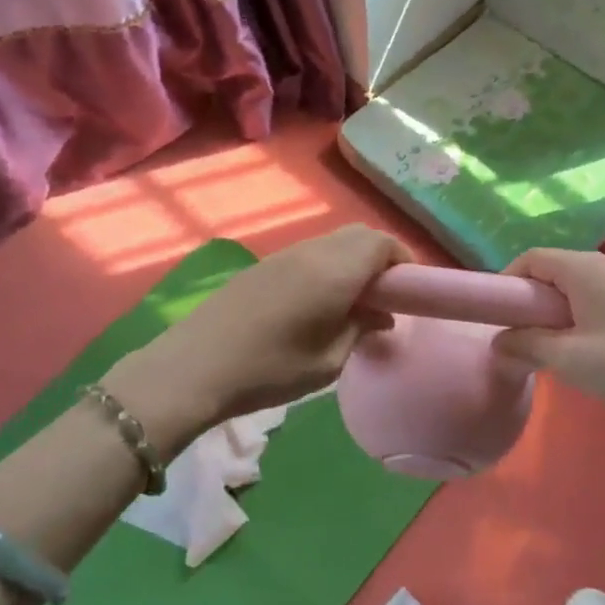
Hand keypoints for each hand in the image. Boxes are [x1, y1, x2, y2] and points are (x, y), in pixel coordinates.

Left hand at [106, 225, 409, 450]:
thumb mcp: (329, 361)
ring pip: (334, 242)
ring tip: (354, 303)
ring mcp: (285, 255)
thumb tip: (382, 315)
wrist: (195, 366)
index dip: (403, 261)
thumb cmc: (270, 369)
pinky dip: (328, 266)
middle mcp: (313, 252)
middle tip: (385, 297)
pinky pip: (310, 253)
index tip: (409, 292)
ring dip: (353, 262)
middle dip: (381, 258)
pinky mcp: (264, 265)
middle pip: (359, 235)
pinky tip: (319, 302)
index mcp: (336, 270)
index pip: (383, 244)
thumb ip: (362, 330)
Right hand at [493, 248, 604, 417]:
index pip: (530, 258)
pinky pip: (593, 293)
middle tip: (520, 334)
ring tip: (549, 344)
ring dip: (553, 308)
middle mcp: (602, 262)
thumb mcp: (567, 358)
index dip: (506, 281)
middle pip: (551, 269)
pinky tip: (583, 344)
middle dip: (529, 298)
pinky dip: (576, 311)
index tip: (496, 314)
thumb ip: (526, 345)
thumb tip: (498, 341)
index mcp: (581, 267)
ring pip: (573, 283)